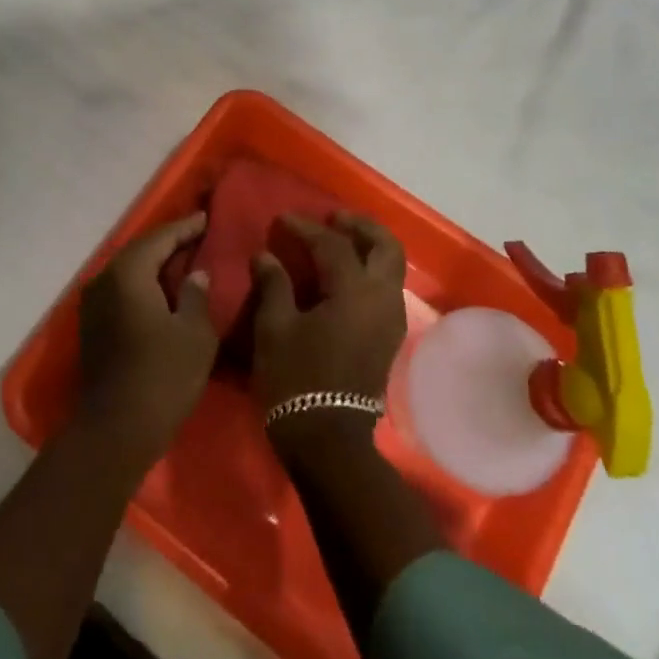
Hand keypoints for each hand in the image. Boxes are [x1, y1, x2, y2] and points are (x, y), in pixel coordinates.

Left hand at [76, 213, 216, 465]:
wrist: (115, 432)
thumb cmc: (162, 377)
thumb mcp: (194, 334)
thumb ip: (197, 295)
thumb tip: (196, 274)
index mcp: (128, 273)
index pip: (160, 238)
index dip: (185, 228)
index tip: (206, 219)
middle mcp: (105, 280)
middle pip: (141, 251)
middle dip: (169, 242)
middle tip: (198, 236)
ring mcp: (94, 304)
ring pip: (129, 271)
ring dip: (155, 264)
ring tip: (185, 260)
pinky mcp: (93, 326)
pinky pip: (122, 290)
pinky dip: (144, 284)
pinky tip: (164, 291)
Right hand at [251, 212, 407, 455]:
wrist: (328, 440)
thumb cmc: (296, 380)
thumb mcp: (274, 328)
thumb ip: (273, 285)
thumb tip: (265, 256)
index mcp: (354, 292)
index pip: (333, 245)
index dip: (306, 228)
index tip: (283, 220)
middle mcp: (382, 299)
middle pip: (385, 246)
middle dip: (361, 226)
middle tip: (334, 218)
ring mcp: (391, 319)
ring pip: (392, 267)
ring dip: (370, 247)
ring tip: (340, 241)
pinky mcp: (389, 337)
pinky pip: (387, 288)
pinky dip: (371, 270)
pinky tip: (345, 276)